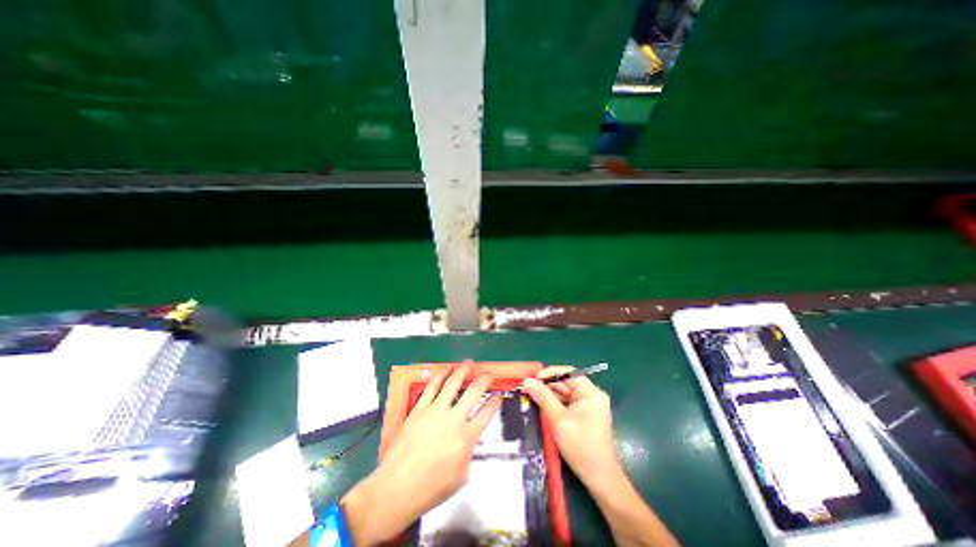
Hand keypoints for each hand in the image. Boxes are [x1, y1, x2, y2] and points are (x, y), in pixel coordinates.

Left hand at [341, 361, 497, 544]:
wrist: (396, 489)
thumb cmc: (430, 489)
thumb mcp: (461, 475)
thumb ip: (469, 452)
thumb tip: (469, 438)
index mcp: (466, 438)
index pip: (487, 413)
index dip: (495, 401)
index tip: (499, 394)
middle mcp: (454, 419)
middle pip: (474, 391)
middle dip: (485, 379)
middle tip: (489, 374)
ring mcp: (435, 411)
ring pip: (453, 383)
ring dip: (463, 370)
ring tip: (469, 363)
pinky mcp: (419, 408)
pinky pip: (432, 387)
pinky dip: (440, 375)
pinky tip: (445, 370)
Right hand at [522, 367, 620, 486]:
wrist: (599, 479)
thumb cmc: (581, 447)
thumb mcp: (559, 420)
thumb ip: (543, 398)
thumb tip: (527, 381)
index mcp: (591, 393)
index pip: (569, 373)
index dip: (550, 373)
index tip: (533, 377)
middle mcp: (591, 396)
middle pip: (566, 383)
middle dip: (547, 385)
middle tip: (527, 387)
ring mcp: (588, 406)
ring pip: (564, 393)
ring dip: (548, 394)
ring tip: (530, 394)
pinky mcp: (583, 415)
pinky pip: (566, 403)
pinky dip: (554, 403)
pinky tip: (540, 405)